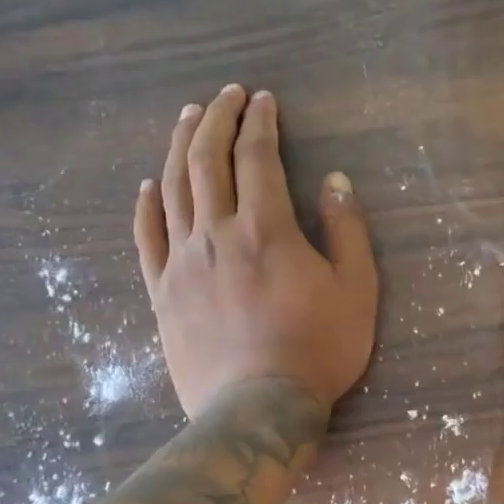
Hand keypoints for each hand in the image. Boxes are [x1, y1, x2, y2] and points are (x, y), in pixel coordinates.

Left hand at [135, 84, 377, 418]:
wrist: (257, 408)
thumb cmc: (317, 350)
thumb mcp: (356, 290)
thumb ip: (347, 230)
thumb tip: (335, 180)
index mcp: (266, 228)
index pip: (257, 156)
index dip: (259, 121)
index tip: (262, 100)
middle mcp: (217, 233)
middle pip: (208, 160)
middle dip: (216, 118)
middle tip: (225, 95)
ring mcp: (182, 262)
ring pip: (174, 189)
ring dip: (180, 147)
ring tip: (187, 118)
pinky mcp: (162, 292)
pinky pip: (147, 238)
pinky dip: (147, 205)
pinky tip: (149, 185)